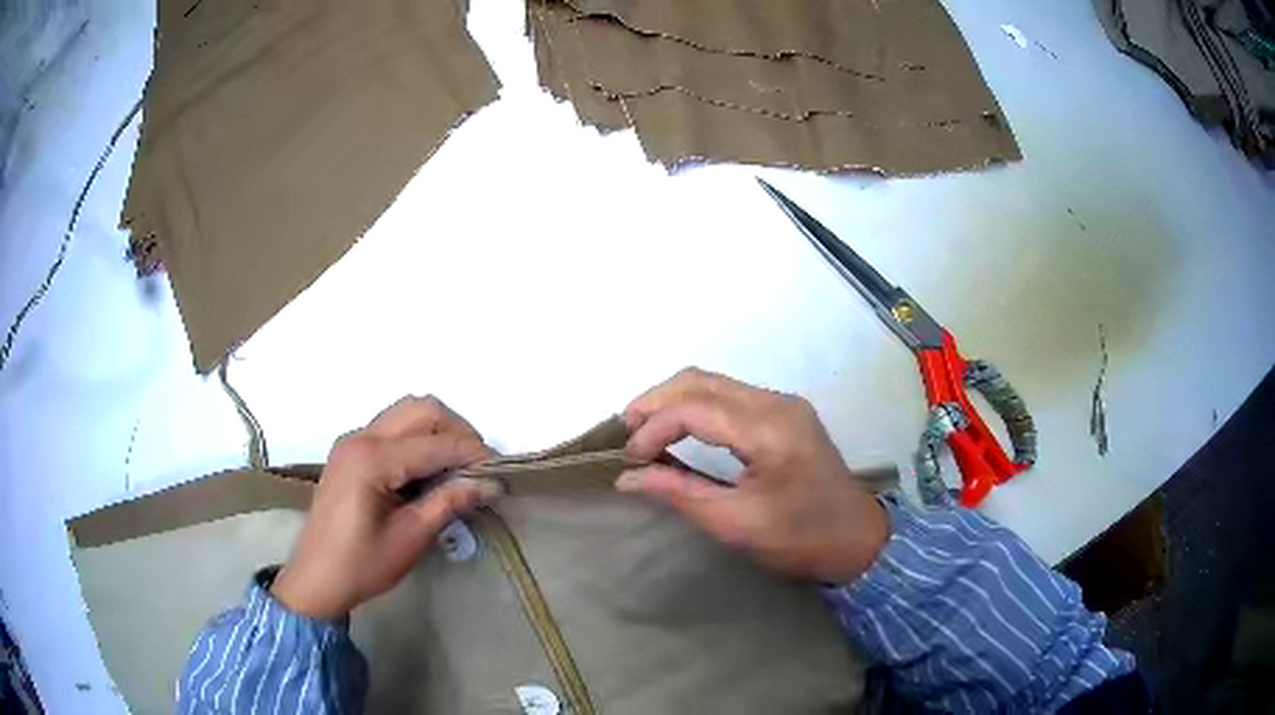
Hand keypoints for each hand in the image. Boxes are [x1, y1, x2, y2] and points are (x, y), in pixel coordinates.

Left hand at [272, 396, 500, 617]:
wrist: (317, 577)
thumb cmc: (362, 565)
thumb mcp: (410, 539)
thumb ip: (449, 503)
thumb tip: (489, 484)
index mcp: (372, 460)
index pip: (436, 443)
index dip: (473, 455)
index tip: (500, 474)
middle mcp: (361, 438)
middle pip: (422, 409)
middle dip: (459, 431)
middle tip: (479, 467)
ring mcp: (353, 440)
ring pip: (407, 411)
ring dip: (439, 430)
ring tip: (459, 466)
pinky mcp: (351, 450)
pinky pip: (393, 426)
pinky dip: (419, 437)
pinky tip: (430, 469)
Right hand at [617, 369, 887, 582]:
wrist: (856, 538)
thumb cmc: (800, 538)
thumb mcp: (736, 523)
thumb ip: (680, 493)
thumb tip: (627, 478)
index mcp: (769, 430)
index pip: (695, 408)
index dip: (653, 427)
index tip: (630, 459)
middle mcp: (776, 403)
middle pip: (700, 380)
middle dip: (655, 401)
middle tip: (626, 432)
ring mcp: (783, 403)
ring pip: (713, 381)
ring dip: (674, 400)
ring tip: (644, 430)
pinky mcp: (785, 412)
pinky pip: (729, 395)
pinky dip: (696, 406)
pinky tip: (679, 429)